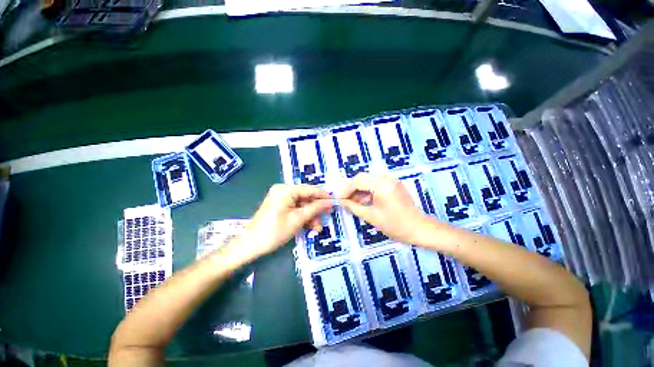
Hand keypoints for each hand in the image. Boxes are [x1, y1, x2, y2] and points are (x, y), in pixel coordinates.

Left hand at [243, 184, 333, 257]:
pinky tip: (309, 226)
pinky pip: (295, 208)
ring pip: (302, 204)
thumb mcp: (298, 219)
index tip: (335, 201)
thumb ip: (315, 208)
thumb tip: (330, 201)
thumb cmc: (274, 231)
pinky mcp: (279, 205)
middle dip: (316, 209)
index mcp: (286, 189)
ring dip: (310, 215)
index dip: (323, 195)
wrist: (250, 245)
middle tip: (325, 218)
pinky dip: (302, 217)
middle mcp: (283, 190)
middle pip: (306, 197)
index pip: (310, 189)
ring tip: (316, 228)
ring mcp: (280, 198)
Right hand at [339, 173, 432, 244]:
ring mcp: (391, 180)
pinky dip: (368, 191)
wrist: (419, 229)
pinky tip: (365, 201)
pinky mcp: (394, 184)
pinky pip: (376, 183)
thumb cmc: (395, 226)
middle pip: (363, 178)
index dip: (347, 189)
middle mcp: (387, 179)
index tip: (340, 198)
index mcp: (382, 186)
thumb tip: (342, 201)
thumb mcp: (371, 217)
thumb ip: (354, 207)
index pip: (358, 181)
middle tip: (346, 200)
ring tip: (354, 203)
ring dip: (360, 190)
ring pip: (369, 180)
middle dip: (352, 189)